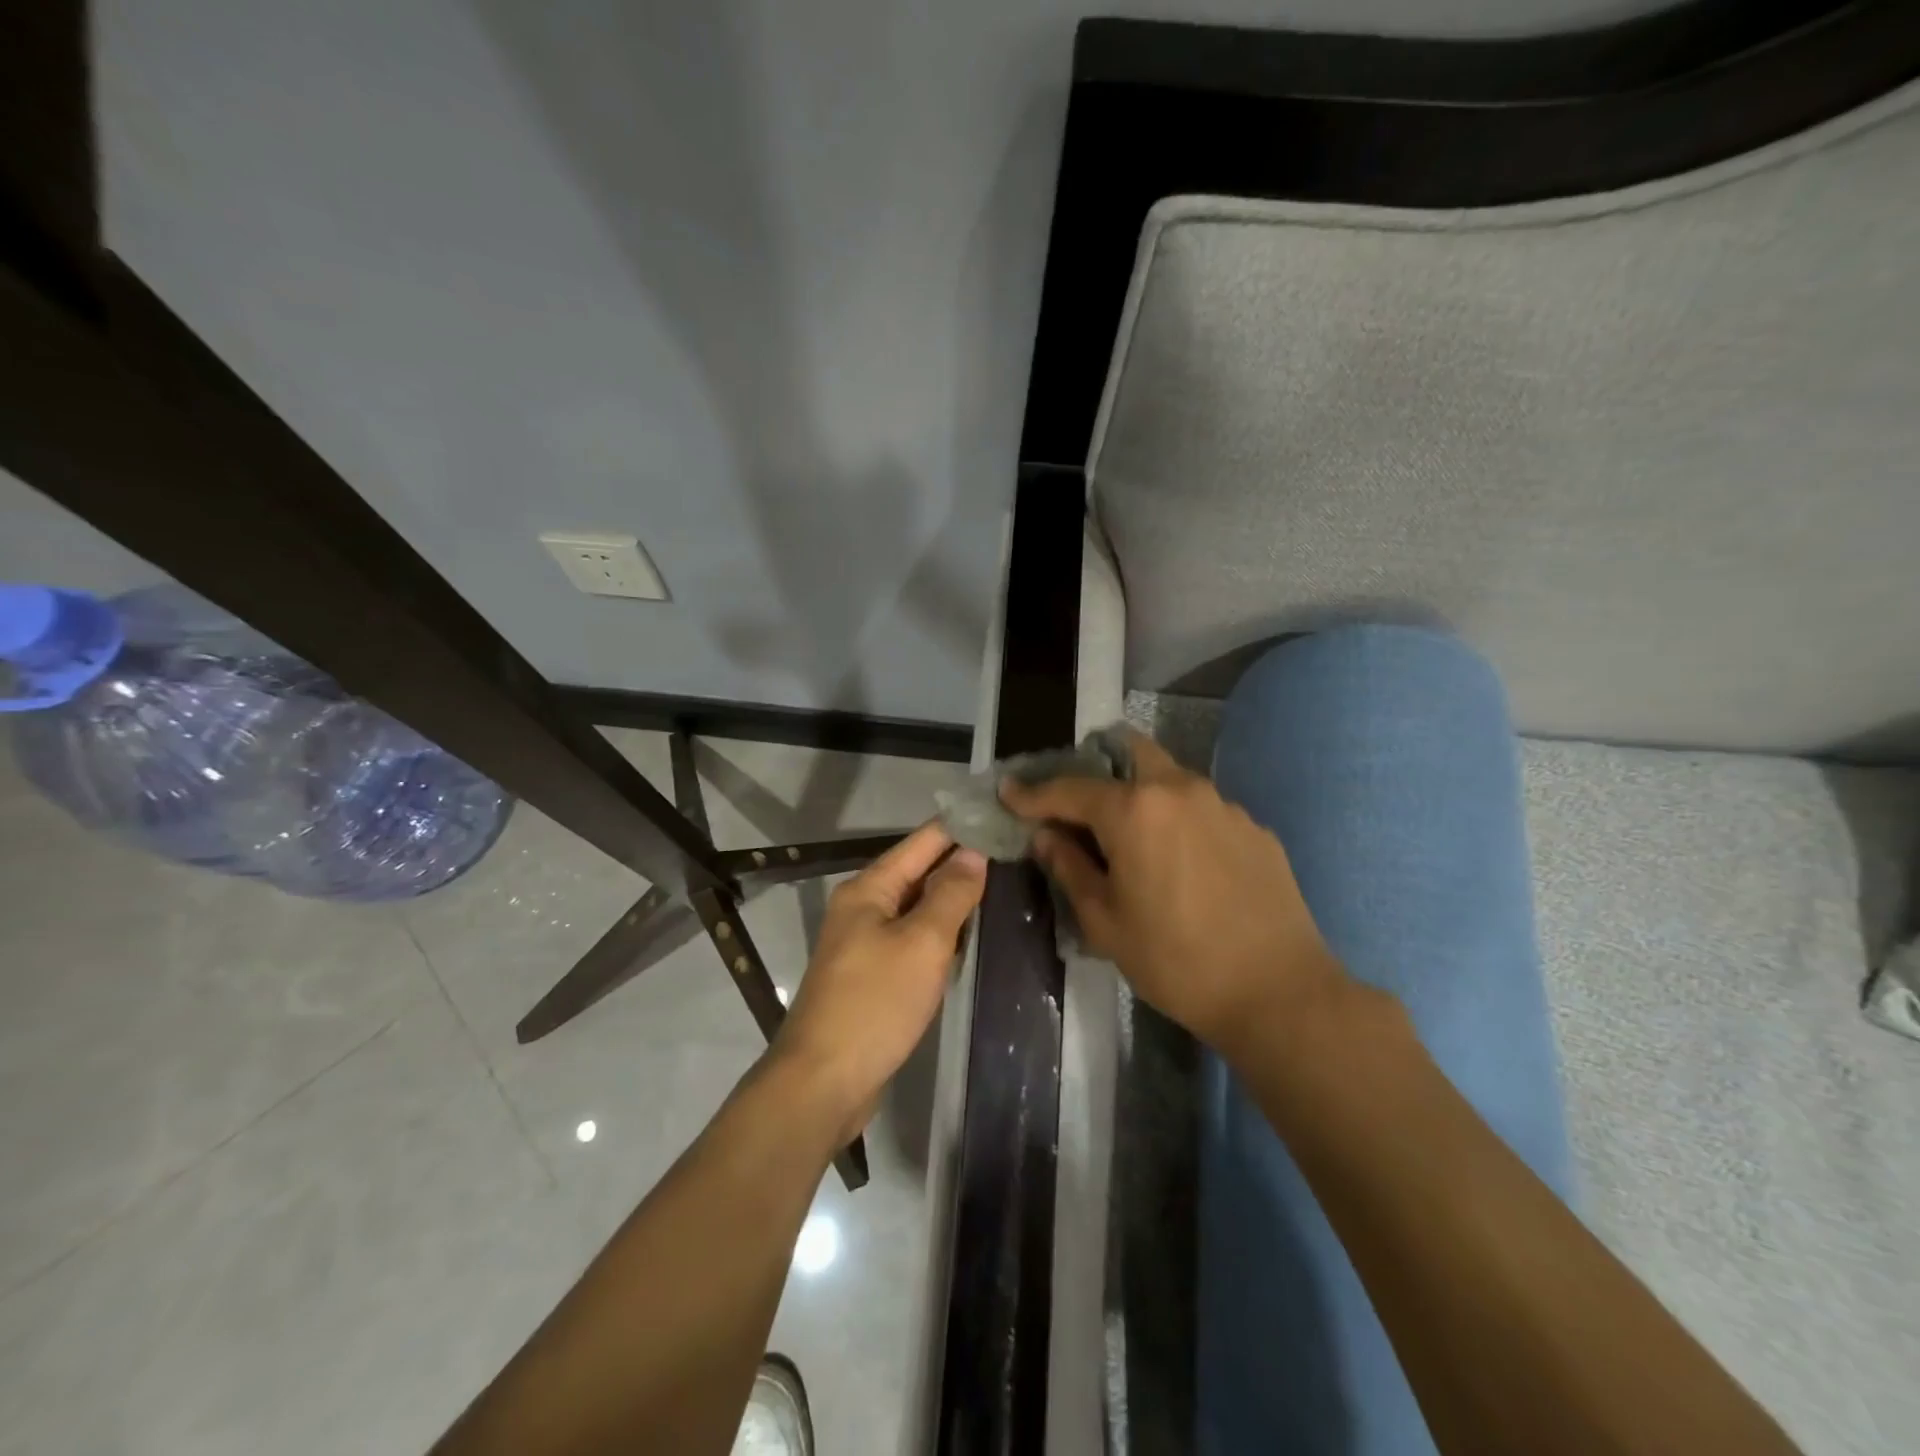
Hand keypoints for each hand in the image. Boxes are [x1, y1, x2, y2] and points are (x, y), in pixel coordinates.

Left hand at [773, 823, 986, 1141]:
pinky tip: (969, 936)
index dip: (962, 828)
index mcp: (869, 889)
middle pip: (919, 872)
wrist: (823, 1082)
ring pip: (917, 908)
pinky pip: (912, 939)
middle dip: (961, 862)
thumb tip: (974, 853)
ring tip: (1002, 885)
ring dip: (953, 898)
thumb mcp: (922, 943)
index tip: (1003, 817)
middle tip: (1014, 853)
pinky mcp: (872, 976)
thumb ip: (951, 894)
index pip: (923, 842)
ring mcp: (865, 942)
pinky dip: (940, 933)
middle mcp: (863, 908)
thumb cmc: (876, 1003)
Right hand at [1001, 732, 1345, 1058]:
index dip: (1032, 792)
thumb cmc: (1176, 960)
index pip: (1069, 788)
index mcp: (1134, 810)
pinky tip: (1182, 863)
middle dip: (1097, 766)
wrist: (1278, 992)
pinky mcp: (1254, 828)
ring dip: (1141, 794)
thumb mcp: (1105, 921)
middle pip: (1130, 752)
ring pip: (1170, 779)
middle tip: (1078, 801)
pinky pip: (1203, 809)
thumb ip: (1069, 867)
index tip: (1008, 791)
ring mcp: (1223, 805)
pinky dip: (1179, 821)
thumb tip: (1047, 836)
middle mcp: (1179, 790)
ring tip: (1131, 837)